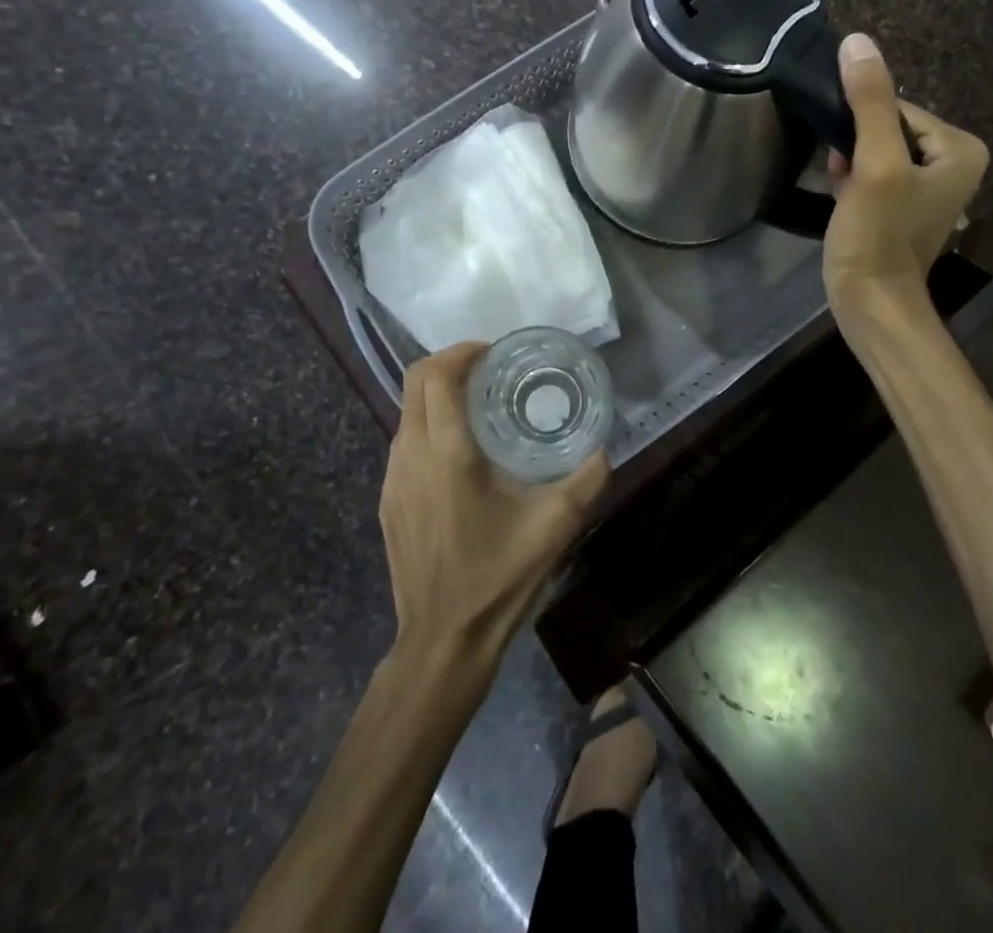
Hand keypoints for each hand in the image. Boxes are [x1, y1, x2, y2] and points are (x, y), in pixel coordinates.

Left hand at [379, 342, 610, 668]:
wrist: (442, 641)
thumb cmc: (497, 578)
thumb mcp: (554, 526)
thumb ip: (586, 480)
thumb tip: (603, 450)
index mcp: (446, 454)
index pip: (436, 376)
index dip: (461, 351)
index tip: (493, 352)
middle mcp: (411, 456)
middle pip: (414, 383)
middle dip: (448, 363)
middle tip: (488, 369)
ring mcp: (392, 479)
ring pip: (406, 412)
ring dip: (437, 395)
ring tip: (478, 404)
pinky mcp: (388, 500)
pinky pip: (404, 442)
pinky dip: (428, 425)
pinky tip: (460, 451)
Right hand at [823, 33, 988, 311]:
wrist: (870, 302)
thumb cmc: (879, 233)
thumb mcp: (875, 163)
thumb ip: (869, 102)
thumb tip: (857, 41)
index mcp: (961, 149)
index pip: (900, 108)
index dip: (864, 124)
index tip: (845, 150)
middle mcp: (953, 163)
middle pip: (888, 128)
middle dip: (857, 144)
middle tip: (844, 173)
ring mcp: (927, 188)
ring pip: (877, 150)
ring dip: (851, 160)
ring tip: (841, 185)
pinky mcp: (902, 207)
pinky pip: (875, 172)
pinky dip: (854, 177)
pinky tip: (840, 192)